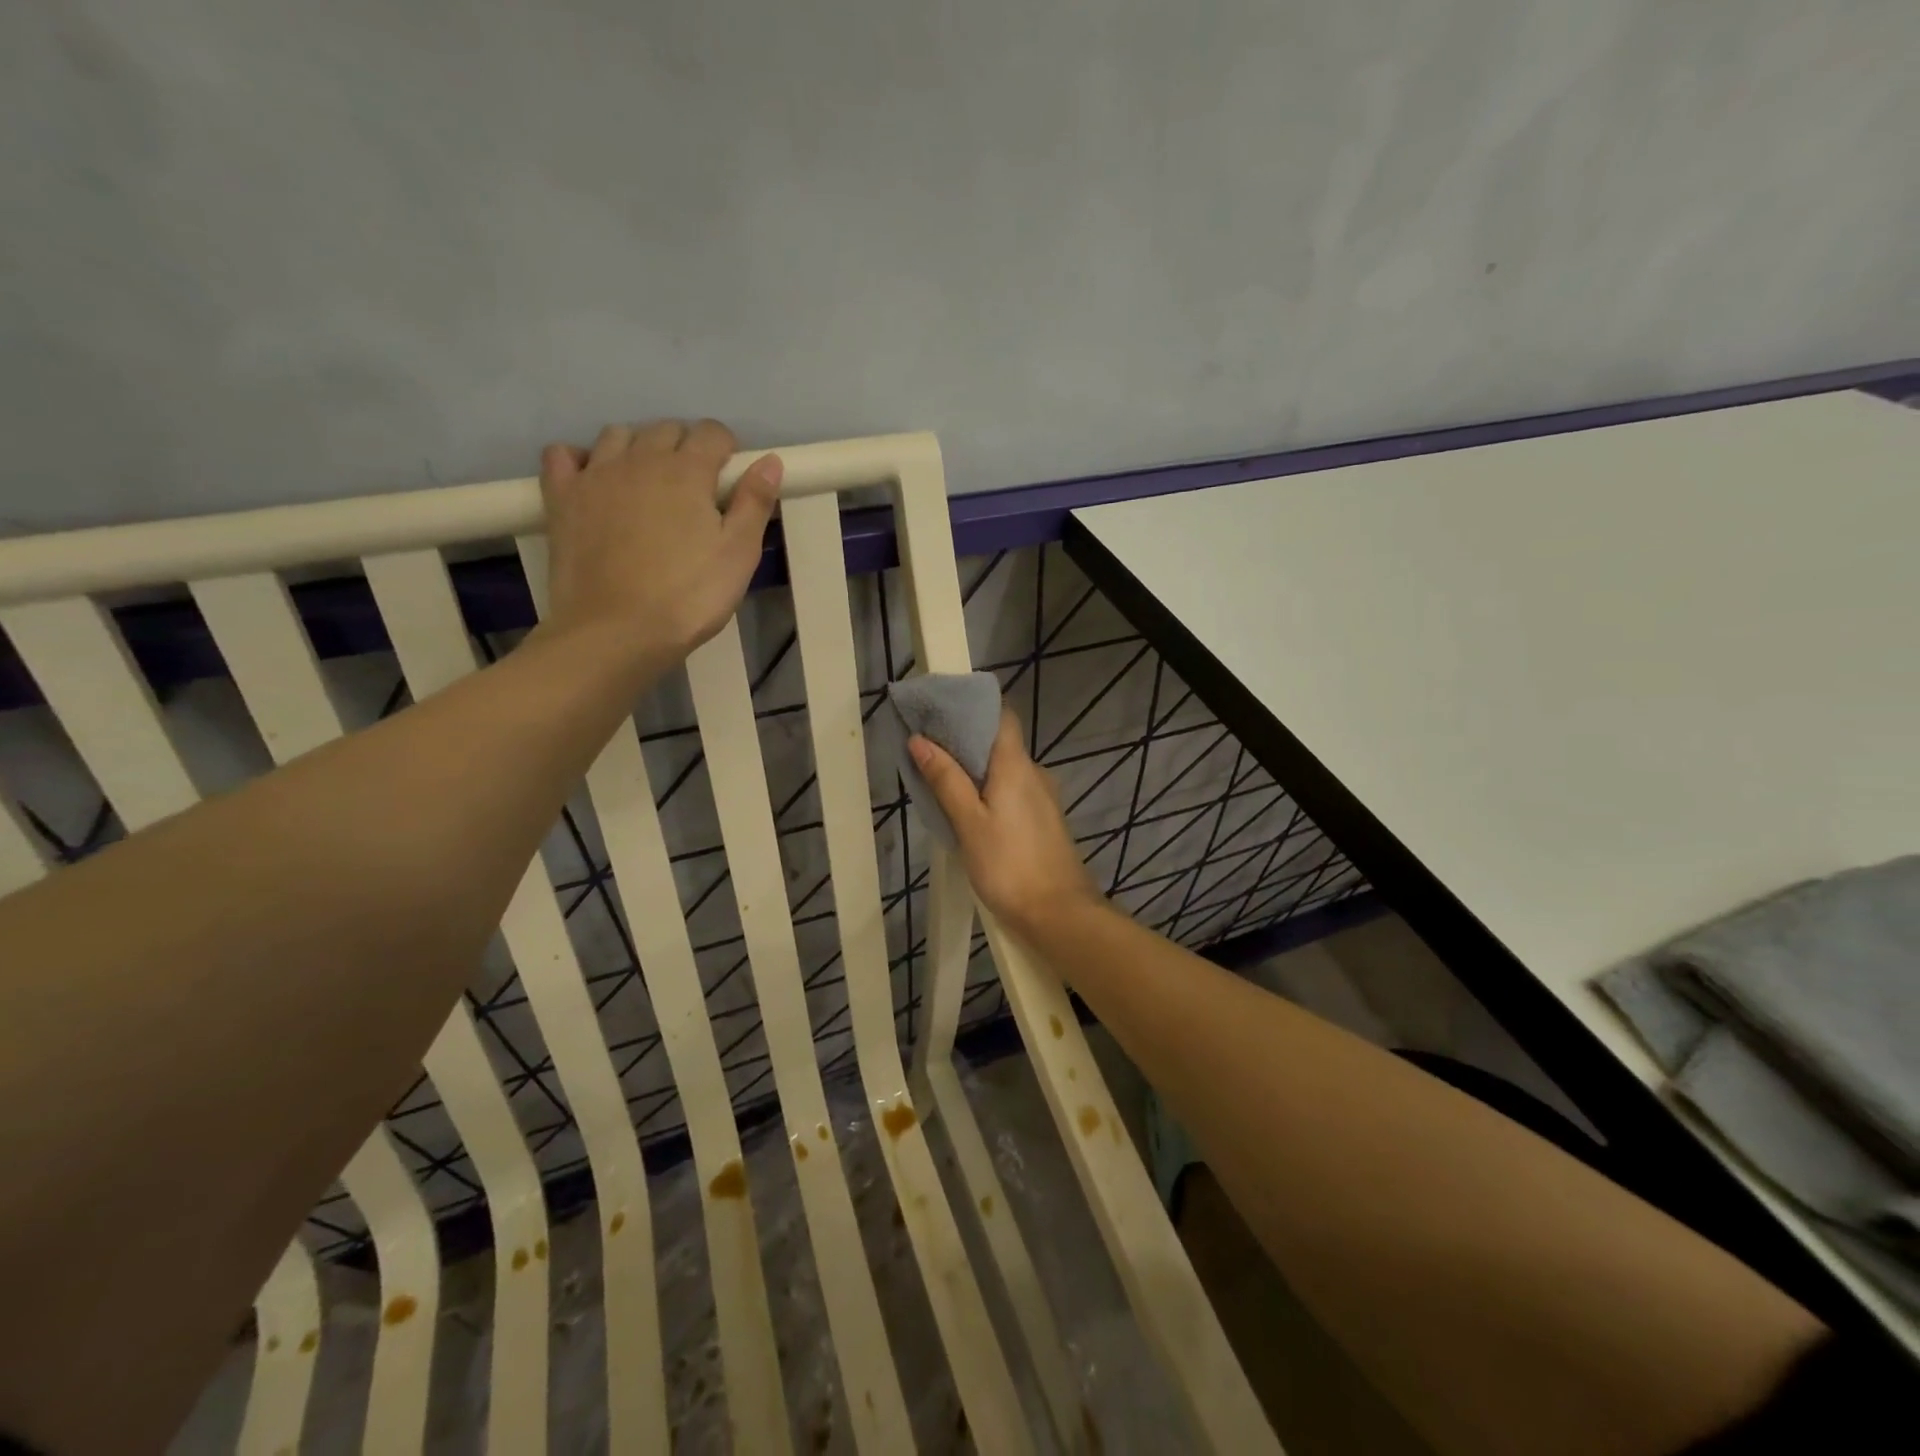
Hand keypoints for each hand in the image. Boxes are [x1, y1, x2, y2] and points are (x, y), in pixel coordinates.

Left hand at [538, 418, 781, 667]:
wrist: (617, 632)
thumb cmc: (689, 596)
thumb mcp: (739, 554)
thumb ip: (754, 503)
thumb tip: (769, 461)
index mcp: (687, 471)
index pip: (711, 433)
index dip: (726, 451)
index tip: (730, 482)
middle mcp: (639, 460)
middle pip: (665, 430)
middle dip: (685, 447)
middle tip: (695, 490)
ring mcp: (595, 475)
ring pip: (618, 436)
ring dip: (638, 448)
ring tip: (648, 484)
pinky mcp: (562, 498)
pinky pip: (563, 455)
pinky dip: (580, 459)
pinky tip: (594, 481)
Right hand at [909, 710, 1101, 934]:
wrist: (1059, 914)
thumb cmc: (1009, 865)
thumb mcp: (969, 823)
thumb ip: (946, 780)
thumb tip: (920, 740)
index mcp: (1017, 765)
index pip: (1002, 716)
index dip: (973, 709)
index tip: (941, 712)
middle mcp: (1035, 773)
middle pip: (1001, 743)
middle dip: (966, 742)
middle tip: (928, 748)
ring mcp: (1043, 798)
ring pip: (1006, 770)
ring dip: (977, 770)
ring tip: (941, 780)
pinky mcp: (1045, 821)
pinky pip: (1013, 792)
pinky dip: (991, 792)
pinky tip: (969, 811)